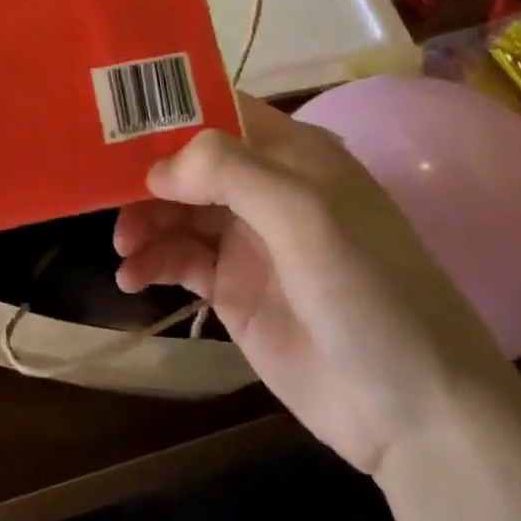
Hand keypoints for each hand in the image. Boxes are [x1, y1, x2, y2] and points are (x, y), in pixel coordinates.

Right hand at [114, 98, 513, 474]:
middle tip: (106, 196)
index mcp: (291, 154)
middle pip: (187, 162)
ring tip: (124, 248)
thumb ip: (228, 171)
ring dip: (143, 221)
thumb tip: (155, 166)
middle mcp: (265, 189)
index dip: (169, 108)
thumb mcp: (304, 215)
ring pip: (176, 211)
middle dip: (146, 174)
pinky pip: (178, 260)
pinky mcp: (232, 289)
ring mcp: (247, 240)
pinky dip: (150, 263)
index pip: (219, 110)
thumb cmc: (369, 291)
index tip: (114, 116)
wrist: (414, 412)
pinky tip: (130, 278)